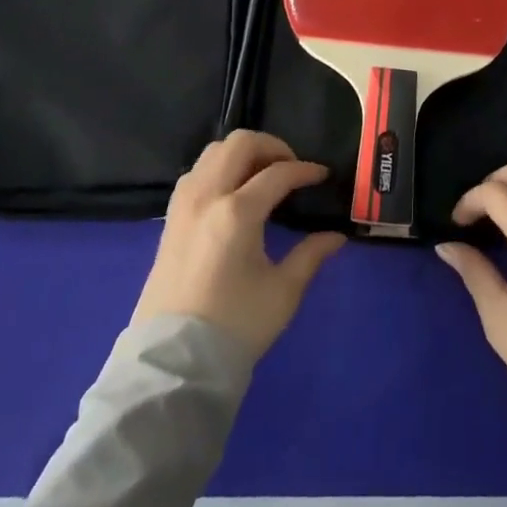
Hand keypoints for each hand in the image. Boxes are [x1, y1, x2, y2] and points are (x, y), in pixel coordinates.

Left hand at [131, 130, 346, 357]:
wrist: (175, 363)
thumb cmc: (235, 327)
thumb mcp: (282, 292)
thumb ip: (310, 255)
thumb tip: (336, 236)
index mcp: (236, 212)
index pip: (278, 173)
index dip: (305, 170)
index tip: (323, 176)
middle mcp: (207, 196)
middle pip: (240, 143)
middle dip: (272, 147)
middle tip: (291, 167)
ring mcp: (184, 204)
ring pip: (214, 151)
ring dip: (243, 153)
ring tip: (263, 174)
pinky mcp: (171, 217)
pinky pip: (197, 171)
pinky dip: (220, 167)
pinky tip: (234, 190)